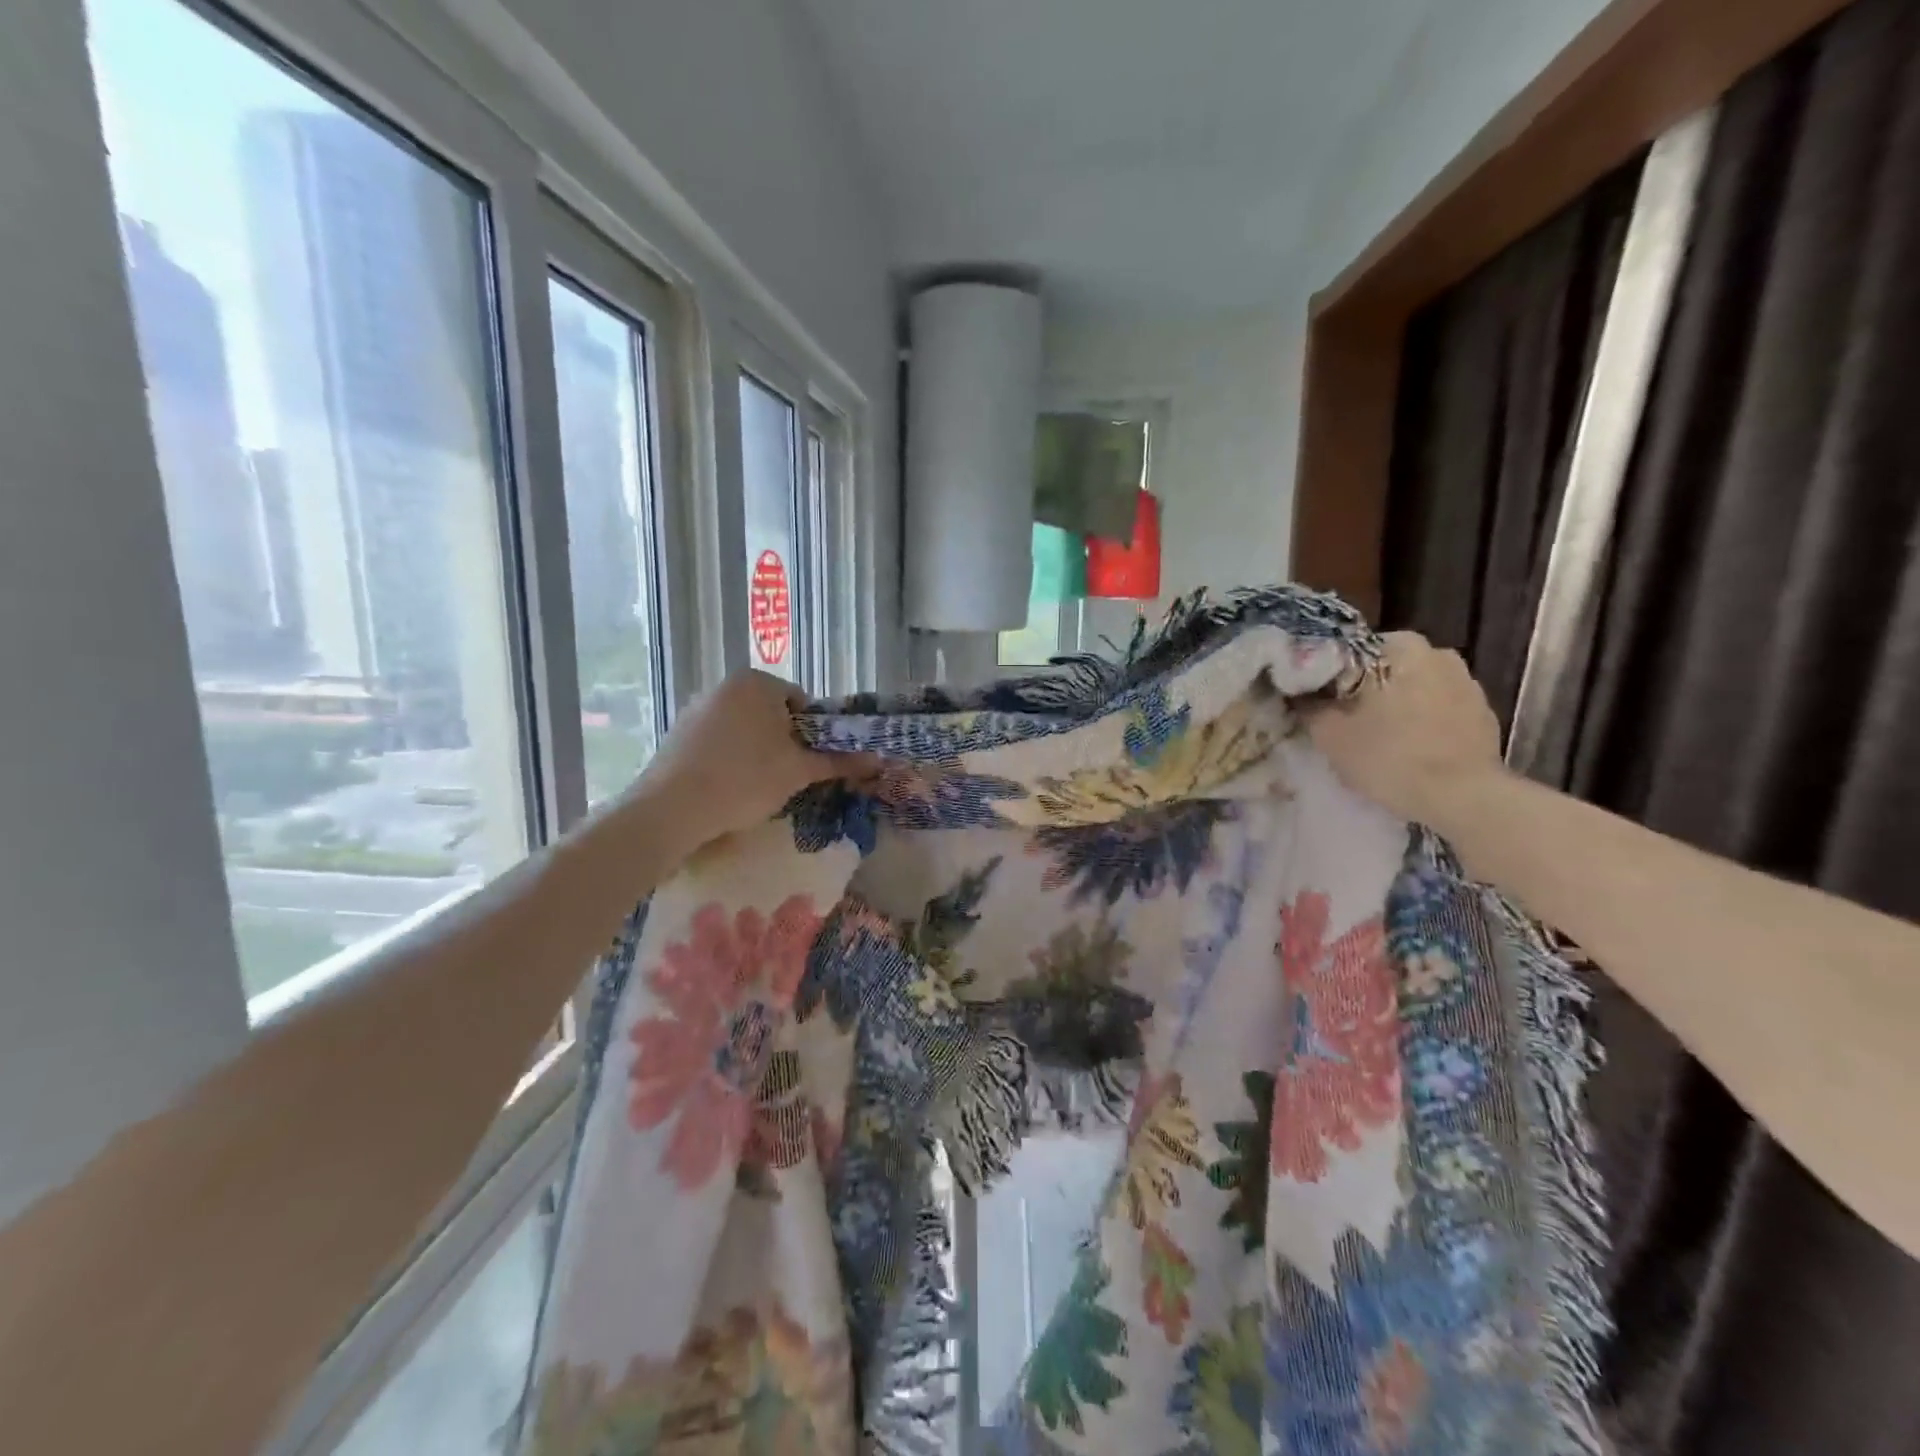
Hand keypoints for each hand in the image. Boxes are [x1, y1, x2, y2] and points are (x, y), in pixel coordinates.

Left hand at [629, 672, 876, 847]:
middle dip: (782, 741)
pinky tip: (726, 787)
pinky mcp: (677, 732)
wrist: (672, 808)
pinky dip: (727, 758)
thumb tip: (878, 760)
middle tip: (787, 776)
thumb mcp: (799, 772)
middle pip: (770, 712)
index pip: (800, 701)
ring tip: (756, 786)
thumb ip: (838, 762)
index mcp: (758, 682)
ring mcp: (696, 707)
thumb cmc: (746, 779)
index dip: (811, 733)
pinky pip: (716, 741)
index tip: (808, 762)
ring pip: (742, 727)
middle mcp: (725, 685)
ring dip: (755, 750)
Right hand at [1303, 632, 1502, 825]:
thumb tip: (1301, 694)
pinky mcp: (1484, 713)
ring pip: (1416, 686)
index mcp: (1400, 647)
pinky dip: (1424, 721)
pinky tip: (1412, 748)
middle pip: (1387, 667)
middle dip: (1368, 687)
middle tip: (1348, 719)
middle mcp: (1438, 653)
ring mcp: (1467, 682)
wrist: (1463, 798)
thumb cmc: (1390, 757)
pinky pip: (1441, 709)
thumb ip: (1310, 706)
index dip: (1333, 675)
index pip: (1353, 650)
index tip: (1321, 699)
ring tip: (1381, 736)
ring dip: (1399, 703)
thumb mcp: (1330, 735)